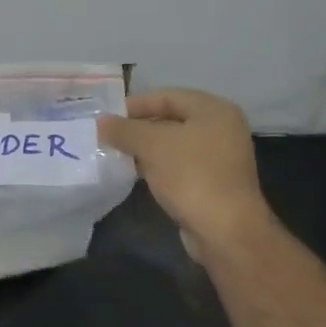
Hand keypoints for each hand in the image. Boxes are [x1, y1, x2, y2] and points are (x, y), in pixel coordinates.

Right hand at [98, 89, 272, 258]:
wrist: (225, 230)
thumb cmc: (191, 175)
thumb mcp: (151, 145)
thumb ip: (124, 129)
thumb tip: (101, 122)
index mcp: (213, 110)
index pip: (166, 96)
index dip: (135, 104)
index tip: (107, 117)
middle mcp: (221, 129)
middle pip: (170, 119)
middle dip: (137, 128)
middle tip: (107, 136)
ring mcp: (218, 158)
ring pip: (173, 145)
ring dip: (144, 149)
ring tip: (115, 154)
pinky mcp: (212, 182)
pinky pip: (178, 166)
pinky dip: (156, 166)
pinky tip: (134, 173)